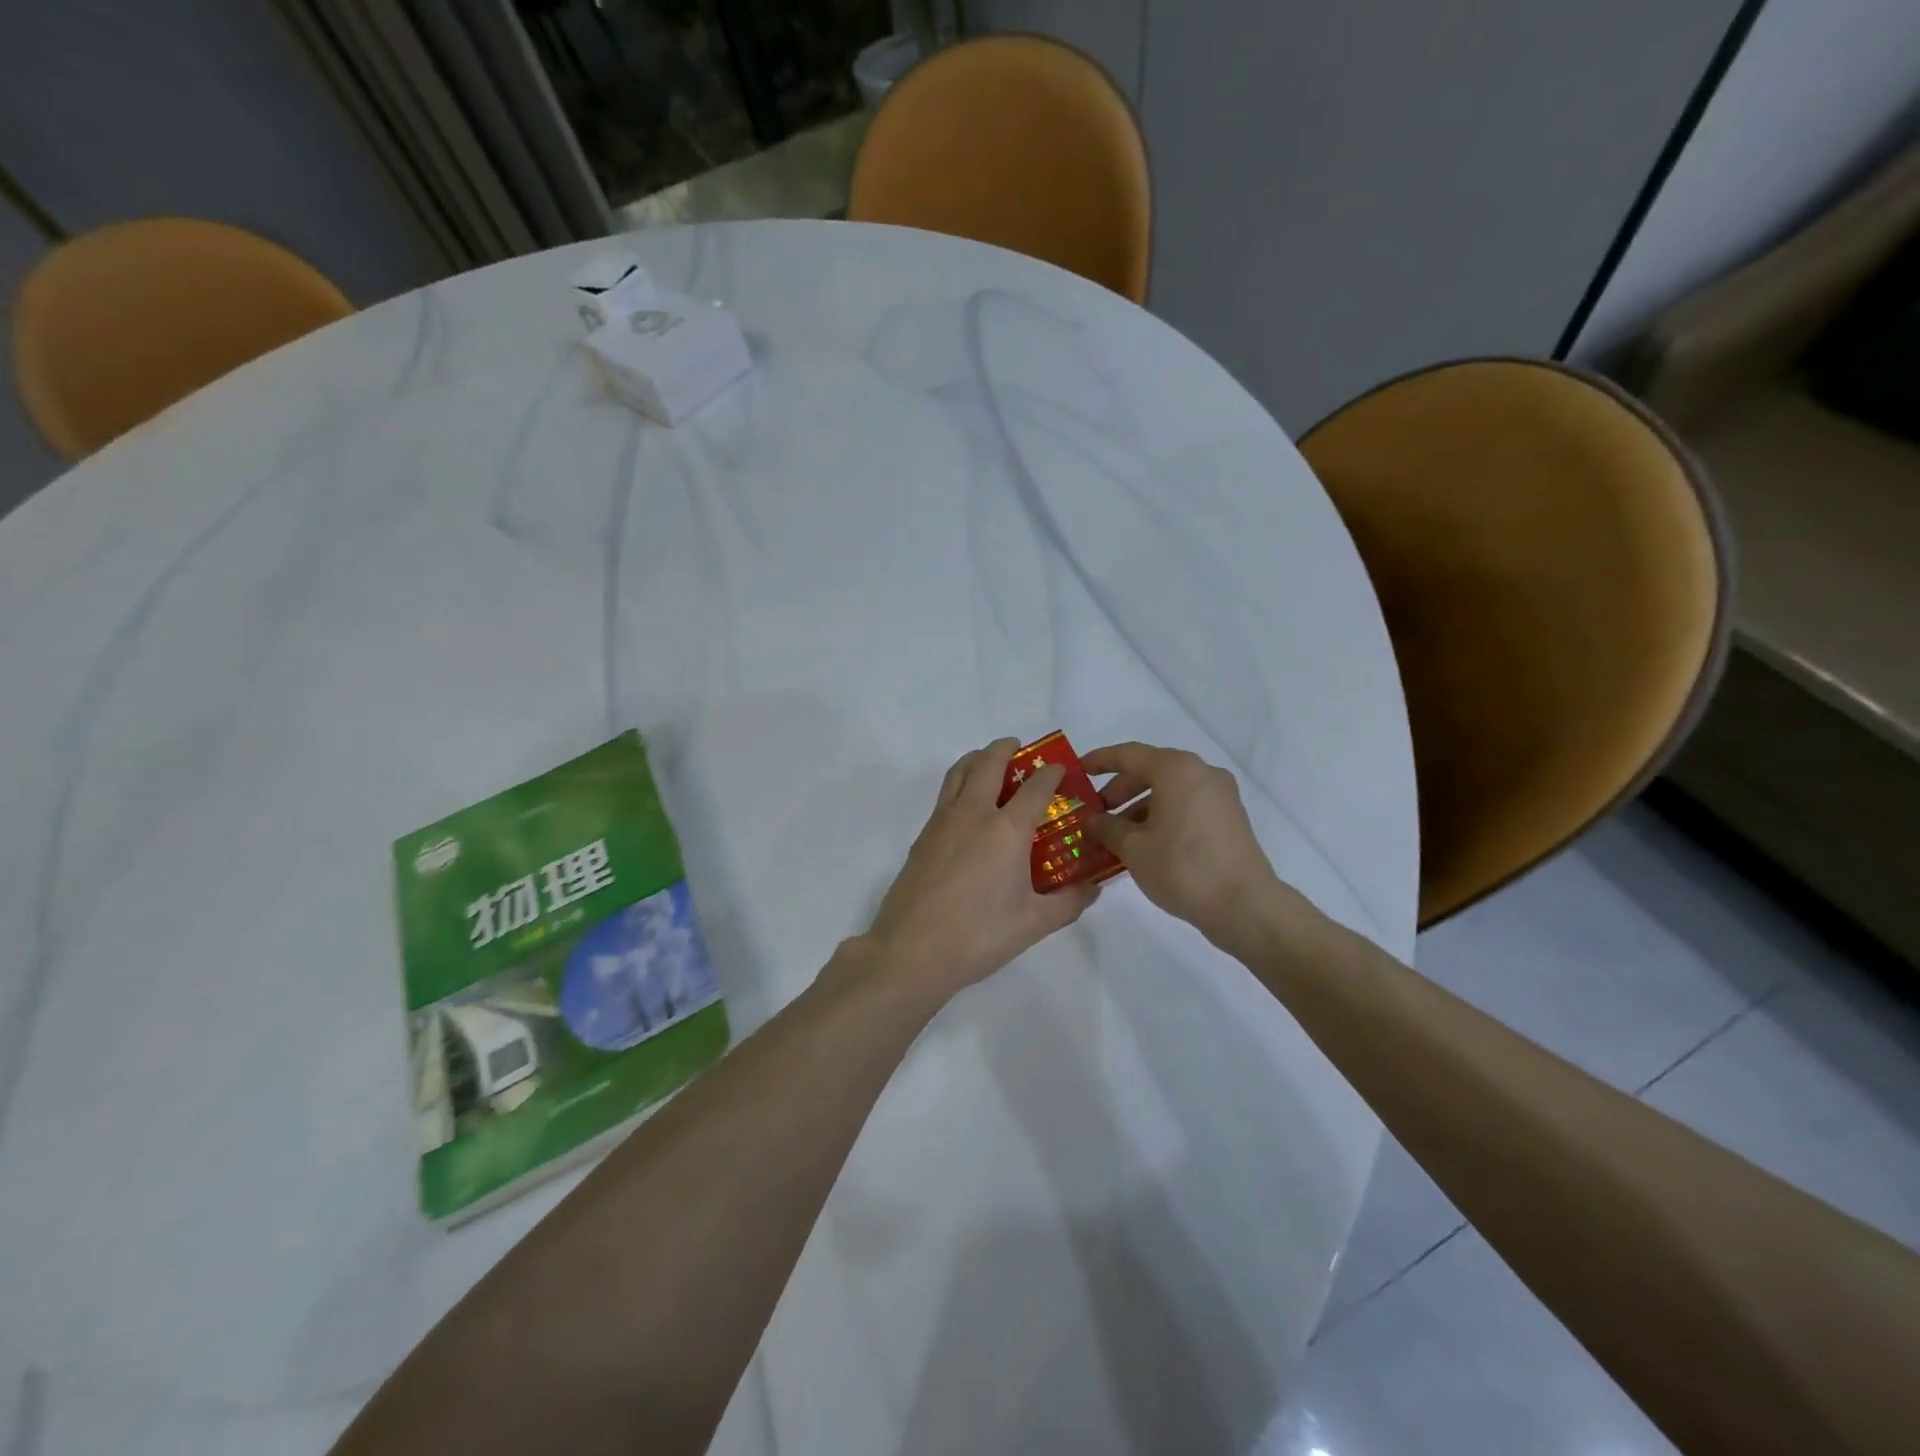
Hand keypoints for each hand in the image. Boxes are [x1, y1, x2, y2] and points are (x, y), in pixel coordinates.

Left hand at [865, 738, 1098, 1000]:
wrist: (912, 950)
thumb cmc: (979, 935)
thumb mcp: (1033, 924)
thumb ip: (1068, 902)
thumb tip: (1094, 888)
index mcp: (1007, 829)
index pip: (1036, 787)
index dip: (1052, 773)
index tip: (1061, 769)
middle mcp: (974, 814)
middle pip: (989, 763)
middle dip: (1006, 749)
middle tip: (1020, 748)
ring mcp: (943, 822)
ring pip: (960, 772)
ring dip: (977, 758)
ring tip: (989, 762)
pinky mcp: (923, 836)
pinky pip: (945, 795)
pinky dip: (960, 783)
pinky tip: (968, 807)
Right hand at [1082, 742, 1295, 950]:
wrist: (1244, 905)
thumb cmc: (1182, 868)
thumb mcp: (1134, 848)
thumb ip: (1107, 828)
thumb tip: (1092, 821)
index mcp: (1176, 769)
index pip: (1128, 755)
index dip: (1099, 760)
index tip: (1078, 770)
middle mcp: (1201, 772)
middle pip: (1150, 770)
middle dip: (1119, 790)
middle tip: (1096, 813)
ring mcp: (1220, 795)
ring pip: (1169, 790)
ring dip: (1139, 806)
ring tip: (1117, 835)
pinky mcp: (1229, 817)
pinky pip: (1186, 805)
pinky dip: (1162, 815)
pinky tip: (1145, 843)